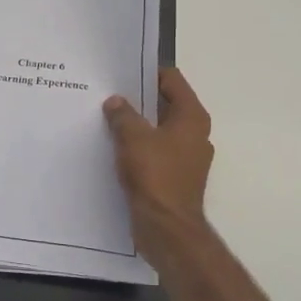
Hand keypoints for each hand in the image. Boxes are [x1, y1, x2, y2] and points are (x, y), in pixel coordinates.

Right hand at [104, 67, 214, 265]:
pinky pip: (154, 151)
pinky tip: (113, 146)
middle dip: (138, 99)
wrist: (166, 228)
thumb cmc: (155, 175)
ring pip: (158, 129)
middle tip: (108, 93)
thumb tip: (115, 102)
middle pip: (165, 104)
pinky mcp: (174, 176)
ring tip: (106, 118)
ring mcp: (186, 157)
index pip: (172, 80)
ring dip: (136, 124)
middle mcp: (194, 133)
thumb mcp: (133, 138)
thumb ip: (123, 114)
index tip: (120, 72)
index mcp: (192, 117)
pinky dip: (137, 146)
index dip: (147, 72)